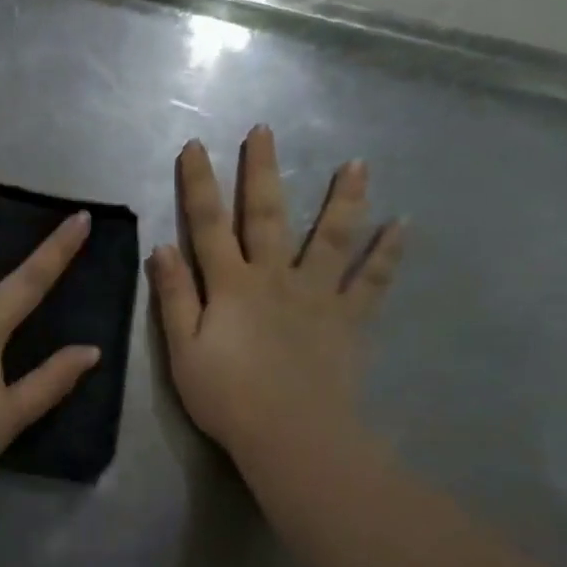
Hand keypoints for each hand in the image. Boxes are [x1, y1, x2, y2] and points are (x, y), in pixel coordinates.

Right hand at [149, 128, 403, 469]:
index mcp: (230, 284)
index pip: (208, 224)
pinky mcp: (348, 319)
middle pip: (266, 215)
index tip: (196, 146)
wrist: (292, 436)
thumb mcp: (183, 349)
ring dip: (342, 199)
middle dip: (262, 171)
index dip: (199, 184)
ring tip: (357, 164)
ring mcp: (317, 295)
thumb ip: (174, 296)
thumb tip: (163, 247)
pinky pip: (372, 282)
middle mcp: (274, 277)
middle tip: (265, 131)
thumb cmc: (227, 396)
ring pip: (330, 238)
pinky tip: (403, 225)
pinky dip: (388, 254)